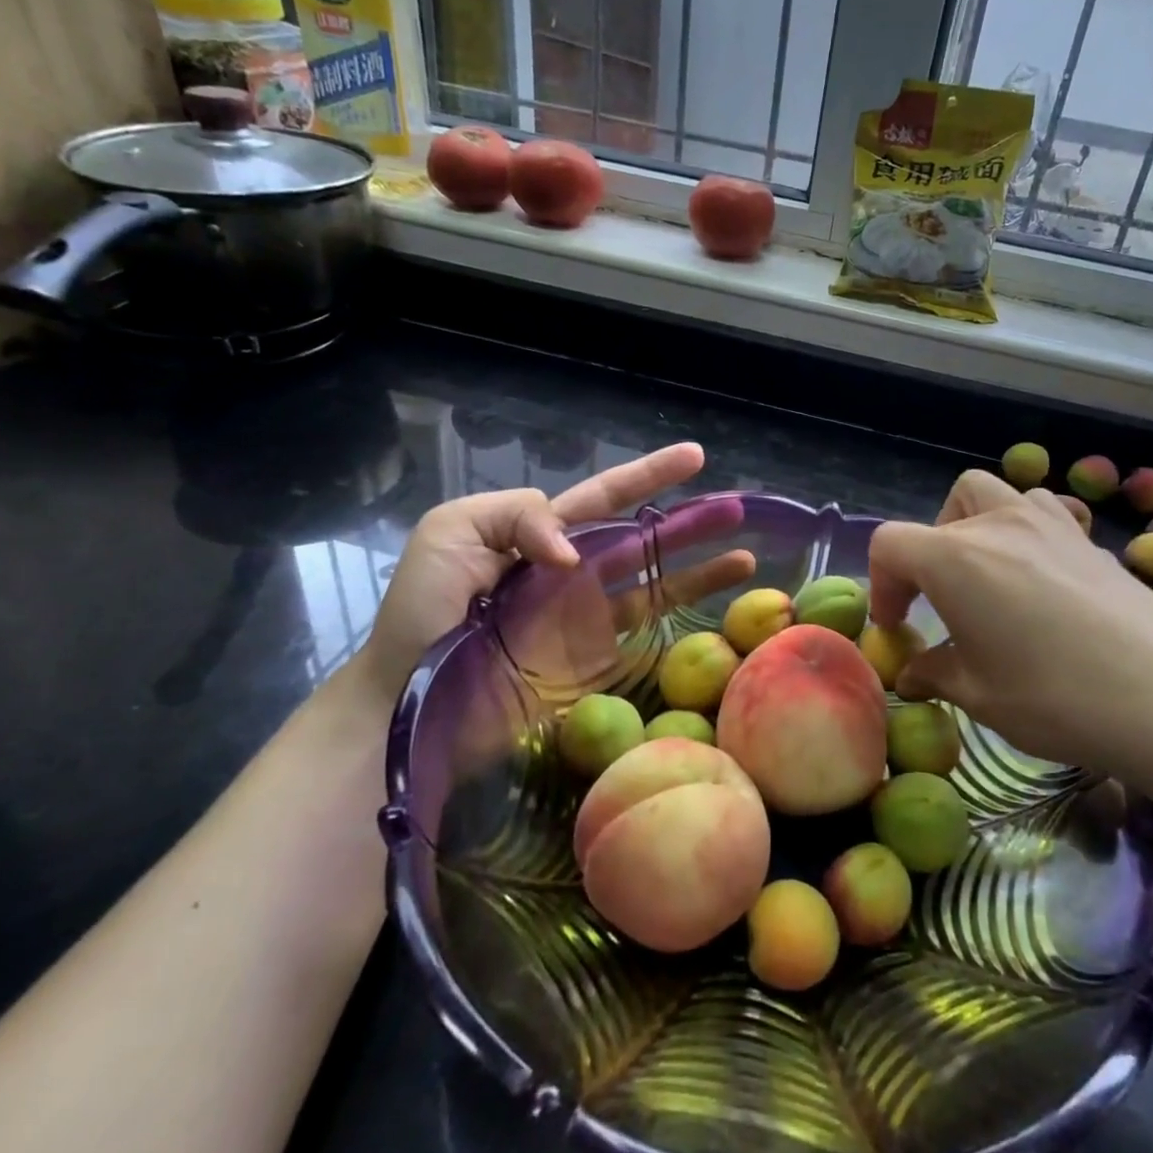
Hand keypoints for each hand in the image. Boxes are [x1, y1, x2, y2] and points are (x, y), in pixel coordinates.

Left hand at [352, 442, 709, 701]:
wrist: (405, 696)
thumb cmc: (422, 610)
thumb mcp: (452, 532)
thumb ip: (518, 517)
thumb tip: (574, 555)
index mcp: (543, 533)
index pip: (607, 496)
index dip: (650, 475)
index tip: (695, 456)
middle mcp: (574, 570)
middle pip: (645, 539)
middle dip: (693, 522)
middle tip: (738, 510)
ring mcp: (587, 617)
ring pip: (657, 585)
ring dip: (702, 571)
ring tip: (747, 559)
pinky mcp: (592, 660)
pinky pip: (644, 636)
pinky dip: (681, 623)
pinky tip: (714, 614)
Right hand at [868, 470, 1152, 806]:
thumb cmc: (1055, 695)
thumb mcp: (979, 695)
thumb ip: (935, 674)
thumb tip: (913, 674)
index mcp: (953, 558)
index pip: (890, 545)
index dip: (882, 585)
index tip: (898, 628)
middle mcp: (997, 525)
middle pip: (946, 507)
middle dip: (931, 547)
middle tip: (943, 596)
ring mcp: (1049, 524)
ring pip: (997, 495)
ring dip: (979, 526)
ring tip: (990, 576)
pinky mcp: (1090, 539)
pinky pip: (1042, 514)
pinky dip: (1026, 534)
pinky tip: (1042, 582)